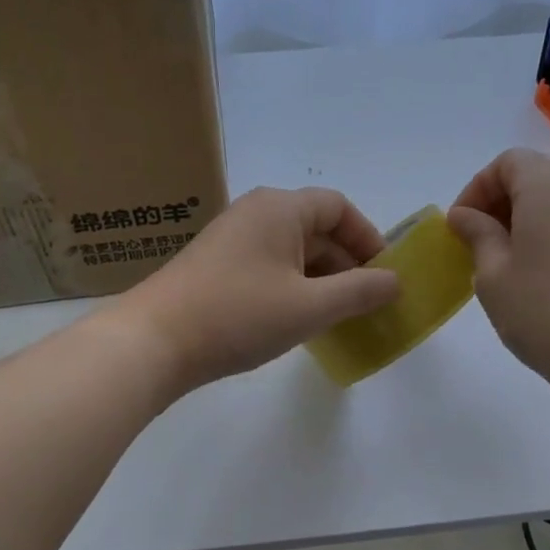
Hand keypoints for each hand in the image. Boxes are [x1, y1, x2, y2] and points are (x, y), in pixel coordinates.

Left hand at [116, 186, 400, 392]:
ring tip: (336, 318)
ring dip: (320, 280)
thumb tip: (394, 281)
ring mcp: (231, 240)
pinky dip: (292, 288)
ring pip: (292, 252)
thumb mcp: (309, 307)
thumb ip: (359, 292)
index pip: (339, 208)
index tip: (385, 276)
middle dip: (346, 264)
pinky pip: (268, 268)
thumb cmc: (238, 315)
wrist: (154, 341)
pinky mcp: (215, 267)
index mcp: (280, 209)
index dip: (368, 238)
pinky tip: (296, 321)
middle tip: (365, 304)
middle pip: (316, 228)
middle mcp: (255, 213)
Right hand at [448, 149, 549, 404]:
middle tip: (476, 242)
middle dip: (498, 200)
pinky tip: (532, 269)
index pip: (507, 162)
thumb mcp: (493, 274)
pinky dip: (546, 229)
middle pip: (532, 174)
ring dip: (521, 217)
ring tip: (501, 258)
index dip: (477, 188)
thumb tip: (464, 215)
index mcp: (548, 187)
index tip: (460, 226)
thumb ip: (477, 235)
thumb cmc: (543, 311)